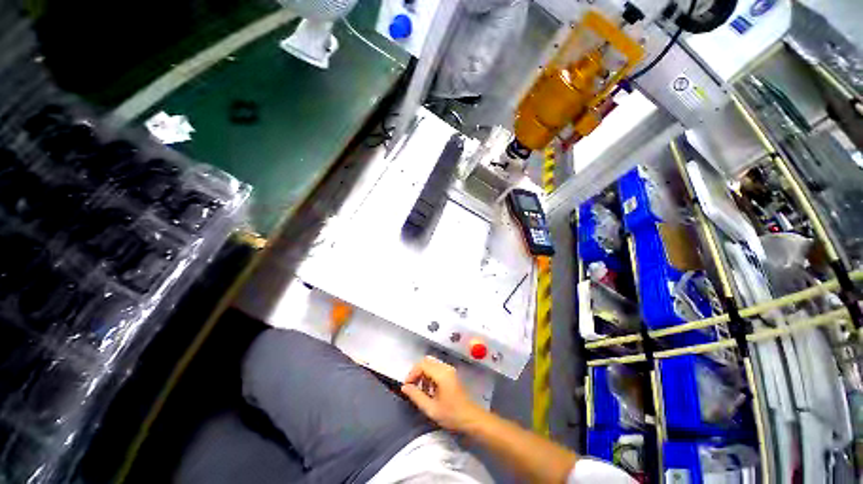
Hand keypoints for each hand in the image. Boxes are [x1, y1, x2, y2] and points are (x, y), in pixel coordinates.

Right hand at [401, 356, 484, 432]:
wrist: (471, 419)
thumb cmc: (451, 415)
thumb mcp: (431, 409)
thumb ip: (416, 396)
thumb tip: (404, 387)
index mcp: (441, 374)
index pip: (422, 365)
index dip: (412, 374)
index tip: (407, 386)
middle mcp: (445, 367)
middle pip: (426, 362)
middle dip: (416, 373)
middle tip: (411, 387)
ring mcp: (449, 370)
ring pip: (431, 365)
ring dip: (423, 375)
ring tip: (420, 391)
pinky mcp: (451, 374)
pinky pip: (436, 369)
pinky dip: (430, 376)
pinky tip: (430, 390)